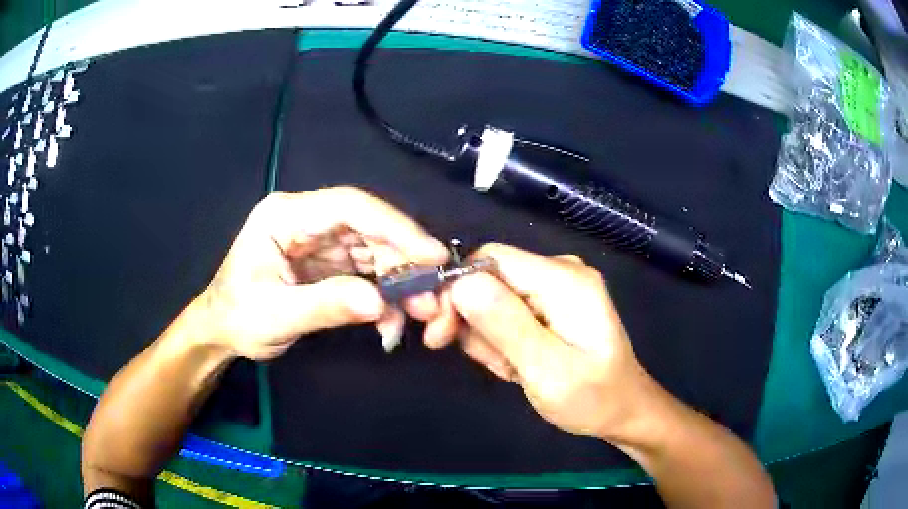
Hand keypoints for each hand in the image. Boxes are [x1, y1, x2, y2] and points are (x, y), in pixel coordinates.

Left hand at [198, 187, 449, 359]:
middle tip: (431, 298)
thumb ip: (326, 306)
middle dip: (403, 262)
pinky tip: (391, 322)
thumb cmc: (237, 317)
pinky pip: (367, 272)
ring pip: (374, 251)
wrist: (222, 332)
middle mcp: (307, 220)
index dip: (395, 226)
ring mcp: (320, 241)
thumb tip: (381, 303)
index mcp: (285, 215)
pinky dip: (384, 296)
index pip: (349, 206)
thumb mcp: (276, 316)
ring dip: (399, 282)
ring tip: (419, 315)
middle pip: (368, 228)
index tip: (431, 254)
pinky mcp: (328, 264)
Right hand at [447, 243, 651, 439]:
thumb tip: (460, 284)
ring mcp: (556, 285)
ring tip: (513, 368)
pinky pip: (507, 309)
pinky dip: (502, 339)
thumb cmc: (592, 398)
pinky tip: (519, 363)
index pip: (490, 258)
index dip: (457, 290)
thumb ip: (506, 326)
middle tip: (490, 364)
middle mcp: (560, 270)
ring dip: (490, 337)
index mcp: (564, 279)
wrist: (622, 409)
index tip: (441, 332)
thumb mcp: (547, 371)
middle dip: (476, 322)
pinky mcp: (551, 301)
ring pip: (493, 297)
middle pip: (489, 278)